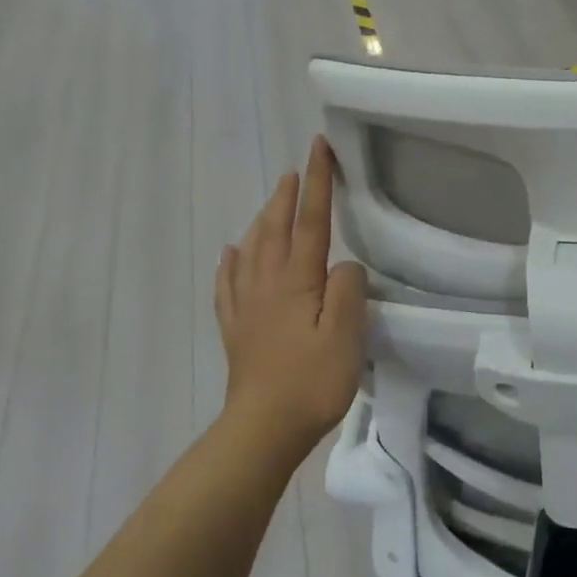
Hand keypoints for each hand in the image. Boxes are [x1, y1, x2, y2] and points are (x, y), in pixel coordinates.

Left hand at [215, 137, 367, 458]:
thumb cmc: (312, 382)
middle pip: (275, 228)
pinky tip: (230, 253)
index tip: (319, 148)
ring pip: (251, 249)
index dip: (317, 183)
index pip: (310, 221)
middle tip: (297, 168)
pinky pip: (228, 284)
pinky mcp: (237, 328)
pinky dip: (230, 262)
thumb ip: (348, 290)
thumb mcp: (346, 335)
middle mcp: (267, 284)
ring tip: (271, 202)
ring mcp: (247, 306)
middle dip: (287, 194)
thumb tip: (343, 266)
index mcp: (297, 281)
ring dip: (263, 219)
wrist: (263, 429)